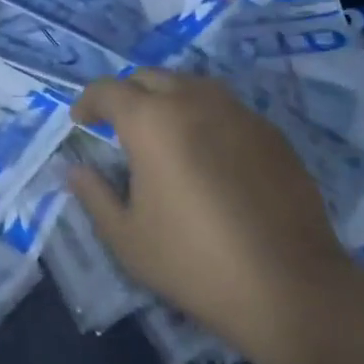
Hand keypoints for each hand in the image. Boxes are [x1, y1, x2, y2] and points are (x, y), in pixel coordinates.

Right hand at [69, 70, 363, 363]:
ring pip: (191, 86)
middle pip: (150, 77)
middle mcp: (194, 101)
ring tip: (163, 135)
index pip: (108, 90)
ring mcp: (238, 113)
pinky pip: (226, 108)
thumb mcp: (126, 237)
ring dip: (167, 99)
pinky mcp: (270, 133)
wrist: (288, 286)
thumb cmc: (193, 262)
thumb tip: (74, 169)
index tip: (81, 122)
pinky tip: (207, 155)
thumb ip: (93, 194)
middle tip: (119, 127)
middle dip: (127, 95)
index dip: (88, 102)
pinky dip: (204, 117)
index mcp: (151, 122)